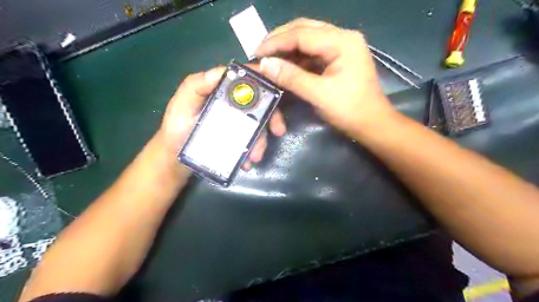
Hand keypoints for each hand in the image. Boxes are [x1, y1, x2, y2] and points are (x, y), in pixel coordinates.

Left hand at [158, 67, 287, 170]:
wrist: (175, 160)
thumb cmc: (176, 130)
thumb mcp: (181, 105)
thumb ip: (196, 86)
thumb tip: (225, 71)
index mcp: (221, 92)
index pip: (245, 81)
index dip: (263, 82)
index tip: (276, 92)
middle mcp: (232, 106)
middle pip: (259, 105)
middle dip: (272, 117)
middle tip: (279, 130)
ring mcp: (236, 124)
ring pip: (258, 127)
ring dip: (262, 141)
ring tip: (255, 157)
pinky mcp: (236, 140)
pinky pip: (251, 143)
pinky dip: (253, 152)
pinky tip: (247, 163)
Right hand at [255, 19, 394, 134]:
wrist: (371, 124)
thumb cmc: (349, 110)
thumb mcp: (319, 94)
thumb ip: (292, 77)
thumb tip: (265, 64)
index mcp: (342, 42)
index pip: (301, 33)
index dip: (276, 42)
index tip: (256, 53)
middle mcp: (342, 37)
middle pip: (304, 29)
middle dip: (280, 39)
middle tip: (260, 52)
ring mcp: (341, 47)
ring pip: (307, 39)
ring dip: (287, 48)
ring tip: (269, 58)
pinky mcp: (338, 58)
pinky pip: (312, 52)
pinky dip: (297, 58)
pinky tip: (285, 65)